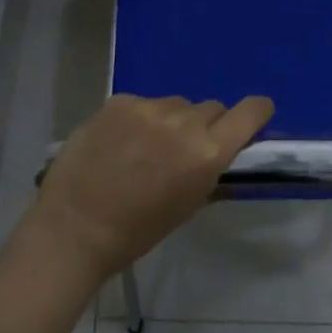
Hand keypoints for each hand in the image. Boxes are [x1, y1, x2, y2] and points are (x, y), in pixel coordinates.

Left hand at [30, 94, 273, 279]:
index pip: (249, 113)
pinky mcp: (119, 102)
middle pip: (211, 108)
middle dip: (205, 125)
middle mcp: (184, 123)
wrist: (75, 228)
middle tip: (184, 148)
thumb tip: (218, 151)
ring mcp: (149, 108)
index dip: (256, 111)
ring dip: (171, 120)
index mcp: (207, 153)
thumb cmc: (137, 231)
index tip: (255, 115)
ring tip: (145, 146)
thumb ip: (208, 170)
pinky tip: (119, 141)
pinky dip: (138, 119)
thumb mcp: (188, 205)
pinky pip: (142, 103)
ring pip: (175, 104)